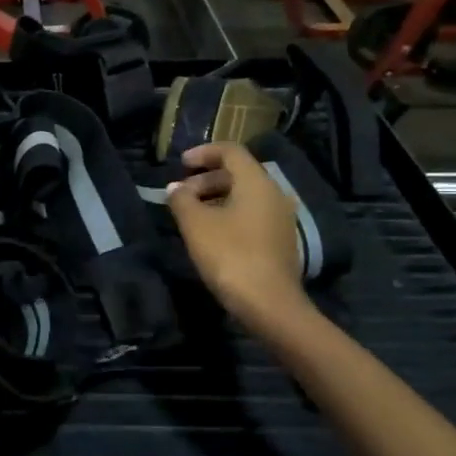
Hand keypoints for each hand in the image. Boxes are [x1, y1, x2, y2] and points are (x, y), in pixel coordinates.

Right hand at [167, 143, 307, 325]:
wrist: (269, 304)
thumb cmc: (230, 255)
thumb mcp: (196, 225)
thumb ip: (182, 200)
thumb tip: (175, 188)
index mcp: (256, 182)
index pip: (231, 151)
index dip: (203, 153)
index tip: (181, 165)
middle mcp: (274, 194)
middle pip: (239, 173)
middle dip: (207, 179)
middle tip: (181, 194)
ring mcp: (280, 218)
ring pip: (245, 196)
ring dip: (217, 198)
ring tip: (192, 215)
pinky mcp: (280, 241)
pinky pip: (252, 215)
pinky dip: (230, 215)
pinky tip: (211, 234)